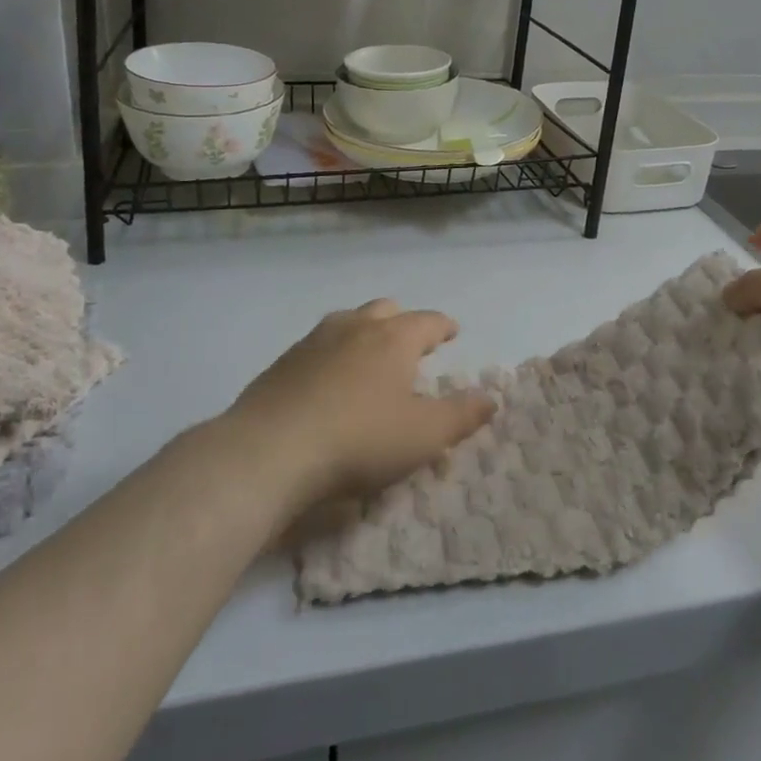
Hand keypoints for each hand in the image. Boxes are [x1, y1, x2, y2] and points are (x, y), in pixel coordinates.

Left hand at [230, 299, 495, 510]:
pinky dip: (333, 353)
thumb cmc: (360, 440)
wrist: (271, 450)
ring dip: (365, 331)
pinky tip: (328, 380)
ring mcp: (314, 341)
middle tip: (411, 343)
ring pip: (348, 321)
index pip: (427, 321)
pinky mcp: (283, 362)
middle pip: (386, 310)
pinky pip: (318, 345)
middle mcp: (355, 328)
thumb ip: (460, 415)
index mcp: (393, 339)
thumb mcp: (423, 436)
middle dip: (403, 322)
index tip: (452, 331)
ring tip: (369, 355)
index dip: (443, 326)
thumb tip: (490, 398)